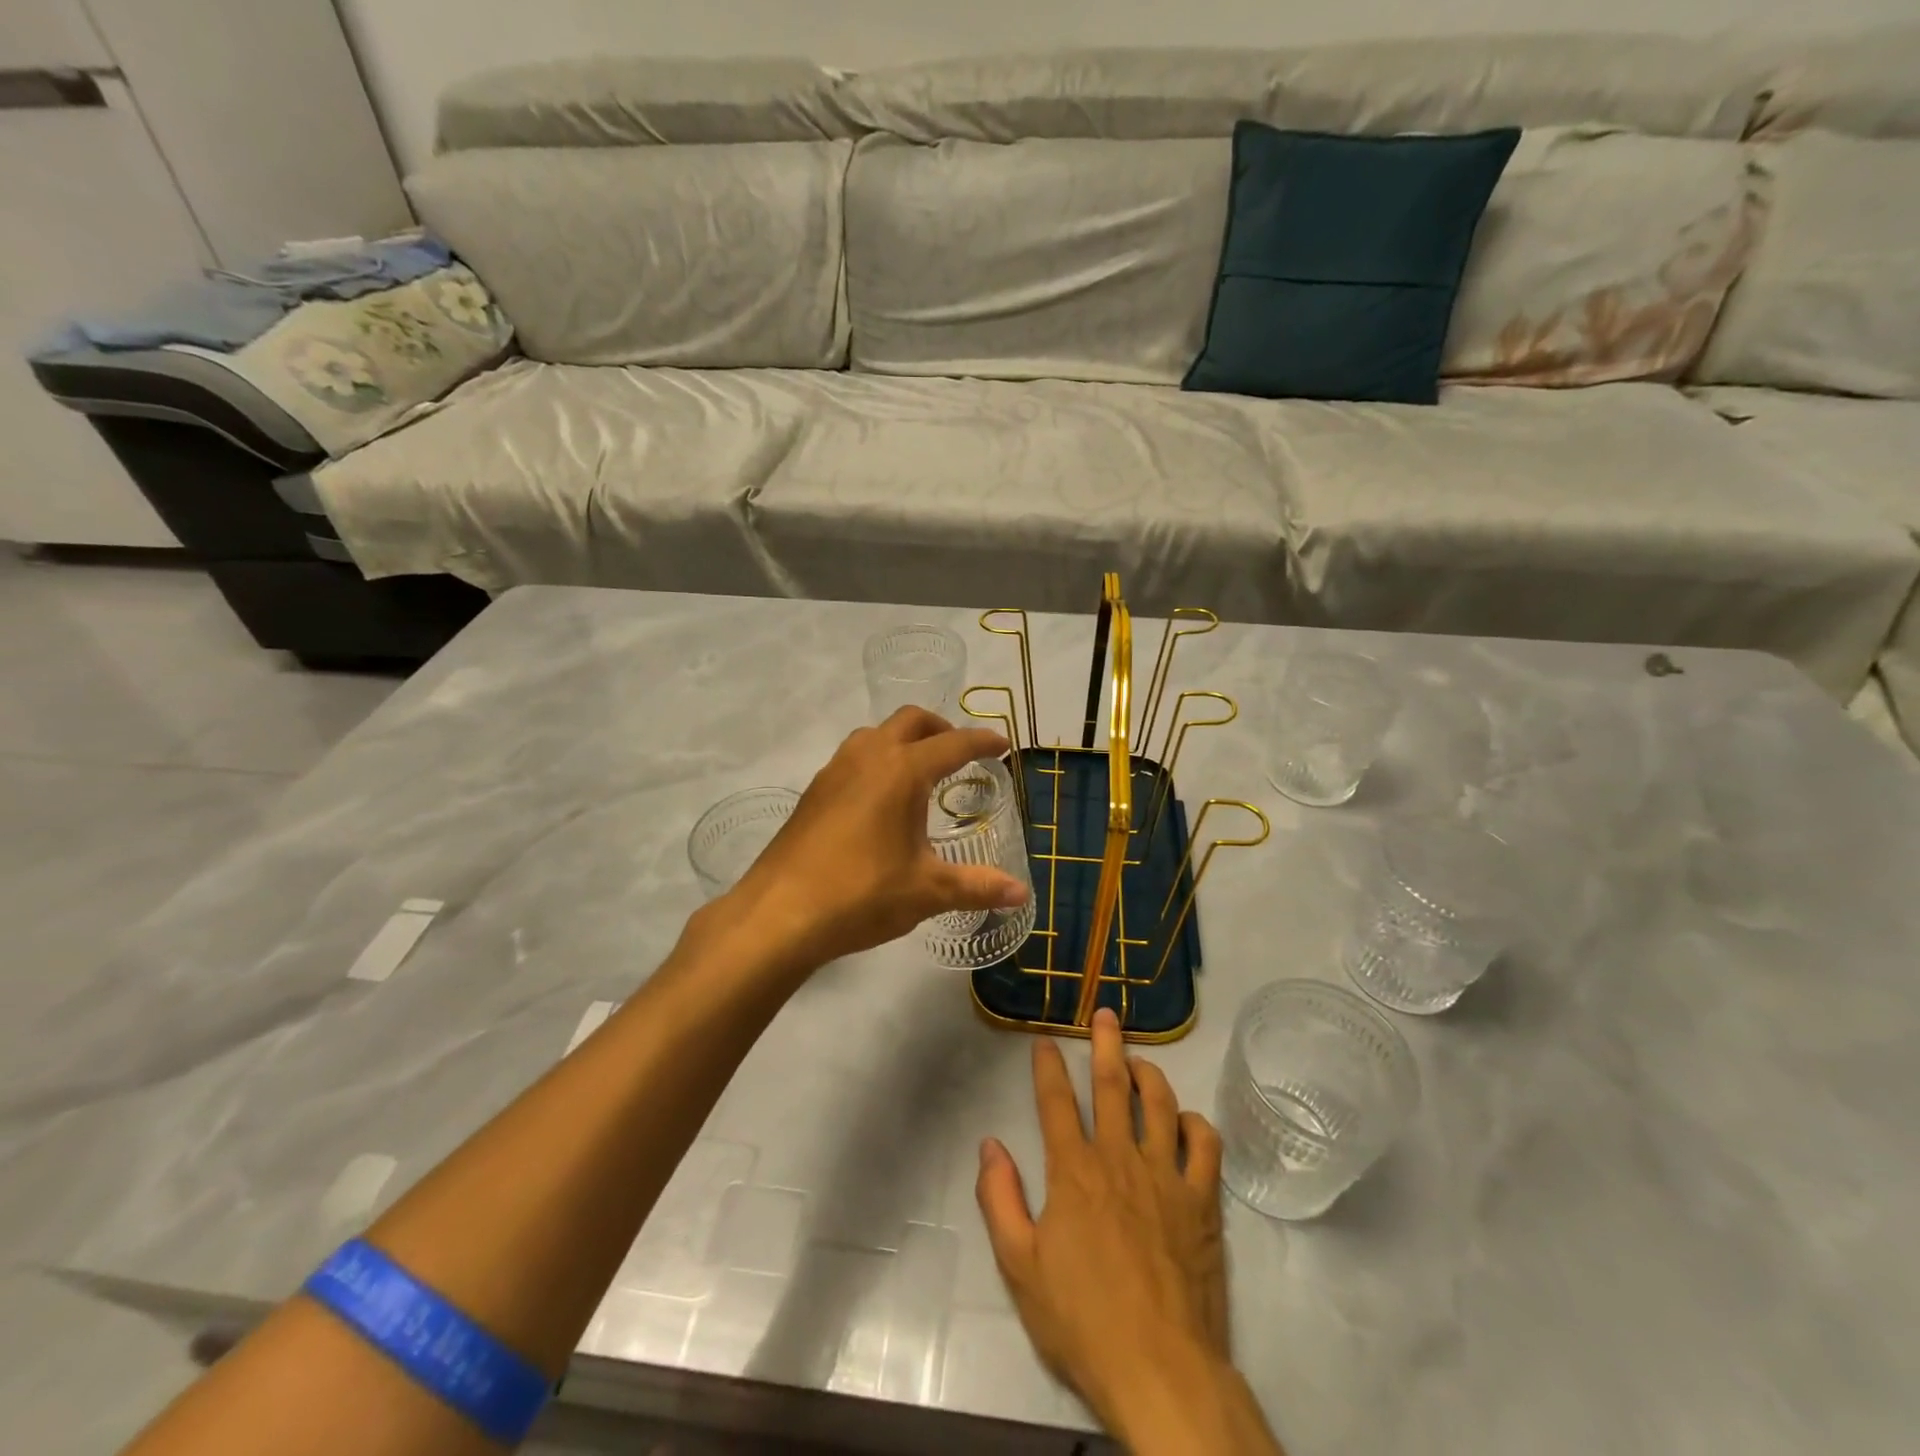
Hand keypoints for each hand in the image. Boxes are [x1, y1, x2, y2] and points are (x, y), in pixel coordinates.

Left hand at [725, 707, 1029, 969]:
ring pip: (874, 735)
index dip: (982, 741)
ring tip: (919, 773)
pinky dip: (876, 761)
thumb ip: (977, 886)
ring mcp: (834, 771)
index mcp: (902, 771)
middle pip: (910, 721)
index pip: (953, 744)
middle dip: (940, 729)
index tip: (1001, 744)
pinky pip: (852, 758)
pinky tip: (879, 802)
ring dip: (902, 741)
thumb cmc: (862, 894)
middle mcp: (868, 758)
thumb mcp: (927, 891)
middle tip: (959, 753)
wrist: (779, 914)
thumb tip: (1021, 894)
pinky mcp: (813, 793)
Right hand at [976, 1008, 1229, 1423]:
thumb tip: (990, 1144)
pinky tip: (1185, 1121)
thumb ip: (999, 1199)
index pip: (1056, 1101)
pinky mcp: (1202, 1200)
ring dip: (1149, 1073)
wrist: (1160, 1371)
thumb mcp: (1019, 1267)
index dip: (1048, 1066)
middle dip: (1106, 1044)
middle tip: (1106, 1013)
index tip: (1046, 1040)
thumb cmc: (1082, 1321)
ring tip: (1140, 1059)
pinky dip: (1194, 1122)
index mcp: (1073, 1171)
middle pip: (1113, 1085)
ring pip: (1160, 1103)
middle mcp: (1119, 1158)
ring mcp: (1166, 1176)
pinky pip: (1204, 1144)